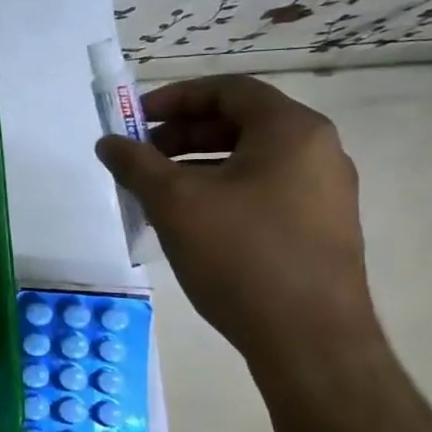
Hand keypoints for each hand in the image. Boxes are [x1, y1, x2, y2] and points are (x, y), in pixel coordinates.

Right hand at [95, 75, 377, 363]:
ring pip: (249, 161)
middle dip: (182, 135)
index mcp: (291, 131)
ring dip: (197, 165)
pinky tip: (188, 222)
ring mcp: (324, 193)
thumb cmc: (241, 255)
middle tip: (140, 156)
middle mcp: (318, 152)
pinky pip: (262, 191)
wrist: (309, 340)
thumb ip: (136, 164)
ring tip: (155, 191)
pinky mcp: (319, 229)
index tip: (135, 119)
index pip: (229, 90)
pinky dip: (221, 192)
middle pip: (240, 123)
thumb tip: (108, 142)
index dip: (175, 98)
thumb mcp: (175, 202)